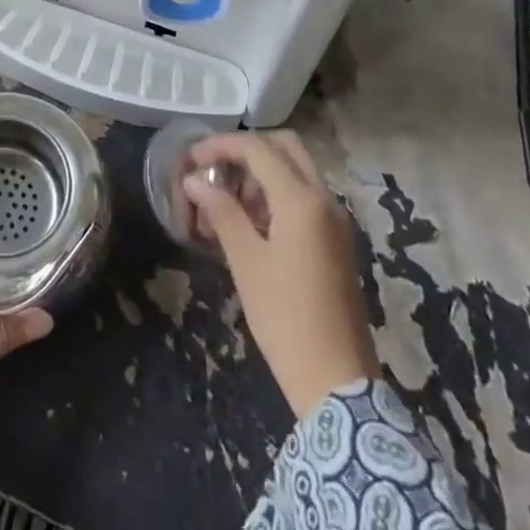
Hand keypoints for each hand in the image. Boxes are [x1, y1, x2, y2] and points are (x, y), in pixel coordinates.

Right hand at [184, 130, 378, 419]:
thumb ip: (221, 212)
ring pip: (297, 171)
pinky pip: (306, 197)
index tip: (192, 160)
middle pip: (285, 147)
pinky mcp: (338, 242)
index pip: (258, 149)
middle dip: (247, 150)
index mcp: (302, 201)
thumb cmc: (285, 318)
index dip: (221, 146)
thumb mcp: (246, 262)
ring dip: (262, 173)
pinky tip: (251, 223)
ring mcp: (336, 221)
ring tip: (226, 201)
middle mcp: (325, 200)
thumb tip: (194, 180)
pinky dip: (277, 194)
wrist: (338, 384)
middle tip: (215, 169)